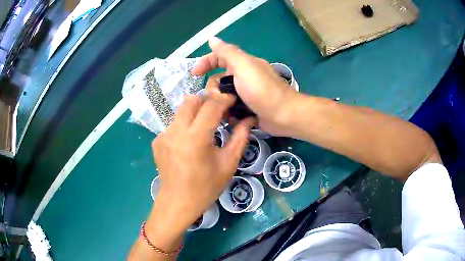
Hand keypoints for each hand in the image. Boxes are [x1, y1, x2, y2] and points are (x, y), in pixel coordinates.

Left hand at [149, 91, 254, 235]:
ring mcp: (163, 135)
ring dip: (195, 112)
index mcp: (195, 138)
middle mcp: (175, 131)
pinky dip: (184, 125)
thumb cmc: (206, 187)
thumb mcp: (228, 163)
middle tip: (218, 111)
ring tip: (205, 126)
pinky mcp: (157, 141)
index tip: (232, 100)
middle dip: (207, 100)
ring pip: (180, 111)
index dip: (224, 99)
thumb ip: (240, 137)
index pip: (210, 106)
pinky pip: (173, 124)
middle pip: (191, 100)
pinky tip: (189, 141)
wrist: (178, 202)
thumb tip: (249, 118)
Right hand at [192, 37, 301, 136]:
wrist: (284, 115)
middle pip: (218, 80)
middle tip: (216, 99)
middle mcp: (243, 77)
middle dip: (213, 89)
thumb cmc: (262, 90)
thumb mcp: (244, 67)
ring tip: (223, 111)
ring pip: (223, 96)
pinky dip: (229, 113)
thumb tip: (212, 39)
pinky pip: (231, 108)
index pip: (218, 58)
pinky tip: (230, 118)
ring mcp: (246, 93)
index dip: (205, 63)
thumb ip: (228, 52)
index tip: (194, 74)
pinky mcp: (248, 108)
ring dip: (220, 103)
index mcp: (242, 64)